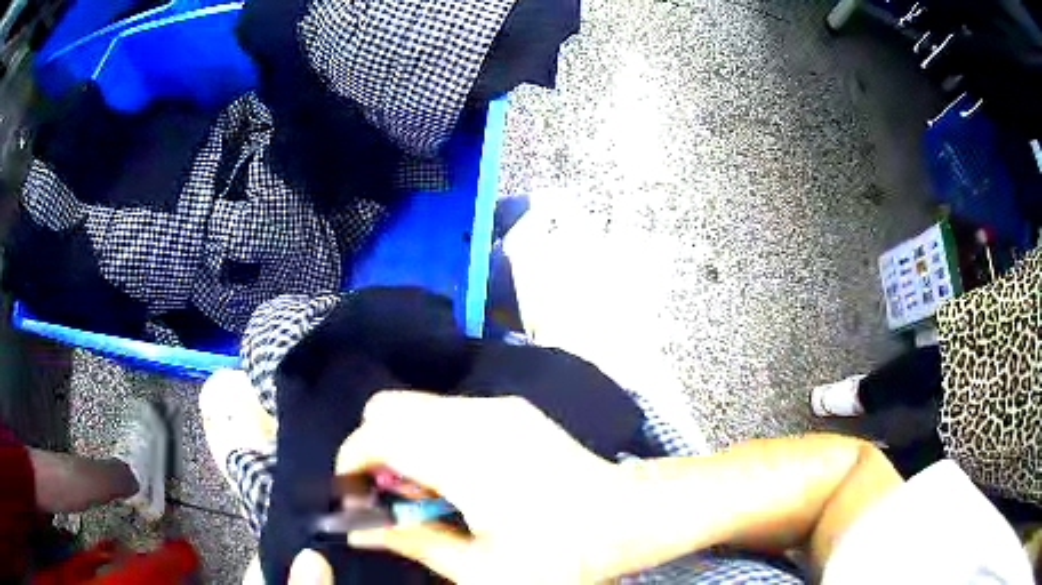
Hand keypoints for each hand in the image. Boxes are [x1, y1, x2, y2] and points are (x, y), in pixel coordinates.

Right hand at [328, 391, 634, 583]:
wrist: (625, 517)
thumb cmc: (559, 556)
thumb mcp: (480, 568)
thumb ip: (413, 542)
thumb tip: (357, 531)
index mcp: (467, 460)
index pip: (377, 436)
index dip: (351, 464)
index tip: (355, 497)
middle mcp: (477, 418)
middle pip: (387, 408)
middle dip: (373, 449)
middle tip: (394, 495)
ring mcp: (498, 407)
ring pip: (416, 406)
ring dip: (402, 442)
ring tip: (429, 490)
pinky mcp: (512, 408)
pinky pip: (446, 410)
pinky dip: (430, 436)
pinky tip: (459, 475)